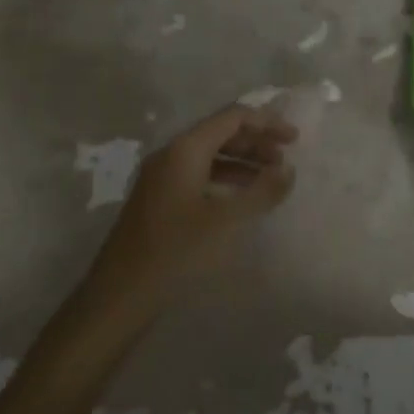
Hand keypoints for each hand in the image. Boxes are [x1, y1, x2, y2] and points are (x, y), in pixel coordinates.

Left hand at [87, 105, 296, 311]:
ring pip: (210, 154)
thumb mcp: (226, 221)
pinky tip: (240, 198)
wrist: (119, 297)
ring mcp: (161, 176)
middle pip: (221, 132)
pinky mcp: (158, 199)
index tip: (294, 139)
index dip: (267, 122)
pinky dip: (225, 178)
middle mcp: (171, 153)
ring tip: (270, 178)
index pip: (233, 117)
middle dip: (256, 141)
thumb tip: (288, 169)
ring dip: (242, 160)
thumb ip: (262, 191)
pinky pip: (199, 173)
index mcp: (186, 148)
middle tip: (285, 158)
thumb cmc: (176, 252)